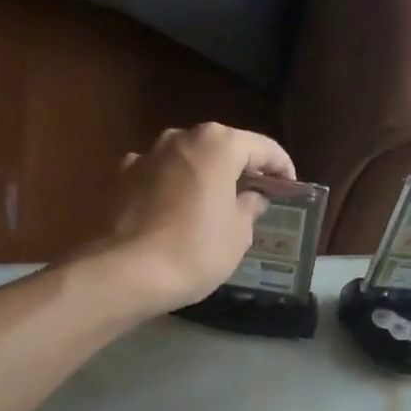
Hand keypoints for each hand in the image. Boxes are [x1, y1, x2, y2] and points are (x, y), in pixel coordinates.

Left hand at [84, 123, 296, 315]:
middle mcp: (180, 137)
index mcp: (217, 144)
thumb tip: (250, 198)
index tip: (290, 188)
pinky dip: (171, 189)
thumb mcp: (238, 235)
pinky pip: (158, 178)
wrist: (126, 272)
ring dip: (202, 177)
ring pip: (186, 161)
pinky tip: (174, 213)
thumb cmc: (195, 250)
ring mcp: (145, 155)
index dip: (281, 167)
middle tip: (254, 196)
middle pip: (220, 148)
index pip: (262, 147)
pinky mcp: (120, 178)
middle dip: (239, 169)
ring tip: (213, 206)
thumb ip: (249, 208)